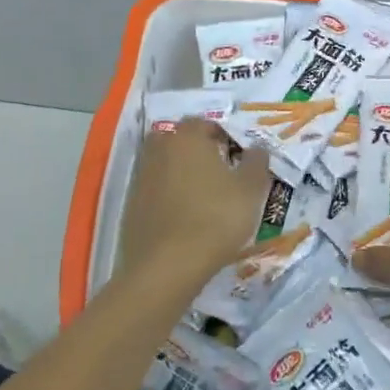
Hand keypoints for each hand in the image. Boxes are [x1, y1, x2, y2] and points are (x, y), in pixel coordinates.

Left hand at [116, 120, 270, 294]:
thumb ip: (256, 162)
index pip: (205, 123)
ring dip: (182, 173)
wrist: (168, 265)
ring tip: (204, 197)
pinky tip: (185, 218)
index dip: (224, 136)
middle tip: (220, 173)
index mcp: (187, 137)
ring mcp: (141, 177)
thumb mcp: (250, 190)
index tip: (238, 157)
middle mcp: (159, 149)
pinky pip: (156, 190)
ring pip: (166, 165)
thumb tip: (257, 149)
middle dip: (198, 151)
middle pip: (180, 141)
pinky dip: (169, 197)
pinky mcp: (132, 204)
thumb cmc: (216, 218)